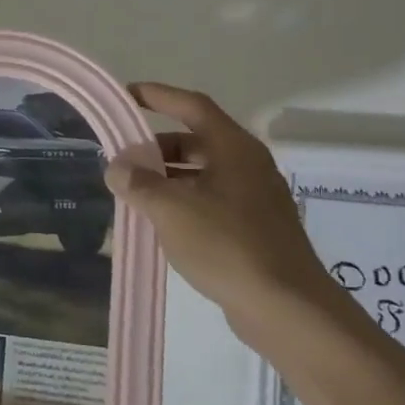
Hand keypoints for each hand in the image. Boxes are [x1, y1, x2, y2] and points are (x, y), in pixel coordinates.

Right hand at [104, 82, 339, 345]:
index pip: (192, 106)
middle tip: (123, 157)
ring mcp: (255, 197)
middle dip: (157, 146)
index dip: (158, 96)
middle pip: (196, 140)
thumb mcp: (171, 209)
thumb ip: (139, 183)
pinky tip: (160, 222)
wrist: (287, 308)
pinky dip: (183, 200)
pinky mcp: (255, 227)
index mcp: (234, 148)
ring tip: (134, 192)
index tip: (126, 95)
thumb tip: (117, 167)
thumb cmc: (228, 245)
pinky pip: (211, 199)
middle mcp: (248, 164)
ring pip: (203, 172)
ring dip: (167, 176)